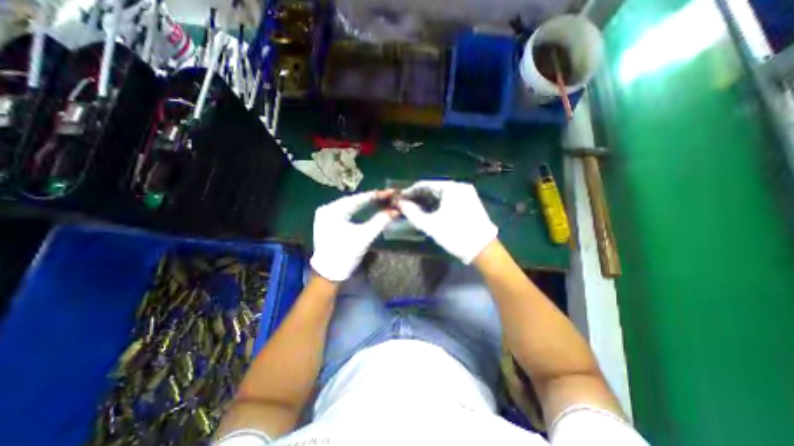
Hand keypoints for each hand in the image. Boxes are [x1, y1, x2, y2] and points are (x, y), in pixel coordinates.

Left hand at [310, 189, 396, 280]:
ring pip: (350, 206)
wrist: (329, 274)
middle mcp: (327, 209)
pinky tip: (367, 209)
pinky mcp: (327, 223)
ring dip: (365, 205)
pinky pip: (345, 212)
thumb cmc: (346, 255)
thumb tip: (395, 211)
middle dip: (371, 199)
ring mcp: (325, 216)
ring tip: (380, 201)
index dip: (376, 195)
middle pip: (353, 201)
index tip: (390, 192)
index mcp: (333, 210)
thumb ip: (380, 221)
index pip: (358, 198)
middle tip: (387, 197)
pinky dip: (357, 211)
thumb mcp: (365, 237)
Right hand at [398, 179, 493, 263]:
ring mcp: (467, 193)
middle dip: (419, 196)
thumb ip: (412, 213)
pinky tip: (432, 211)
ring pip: (442, 194)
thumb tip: (400, 204)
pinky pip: (450, 198)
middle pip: (434, 188)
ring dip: (428, 200)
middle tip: (407, 205)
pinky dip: (439, 203)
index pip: (425, 184)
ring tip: (417, 209)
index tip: (400, 199)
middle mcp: (460, 186)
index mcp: (450, 188)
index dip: (410, 191)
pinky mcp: (471, 201)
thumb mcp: (430, 225)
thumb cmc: (455, 235)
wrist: (483, 249)